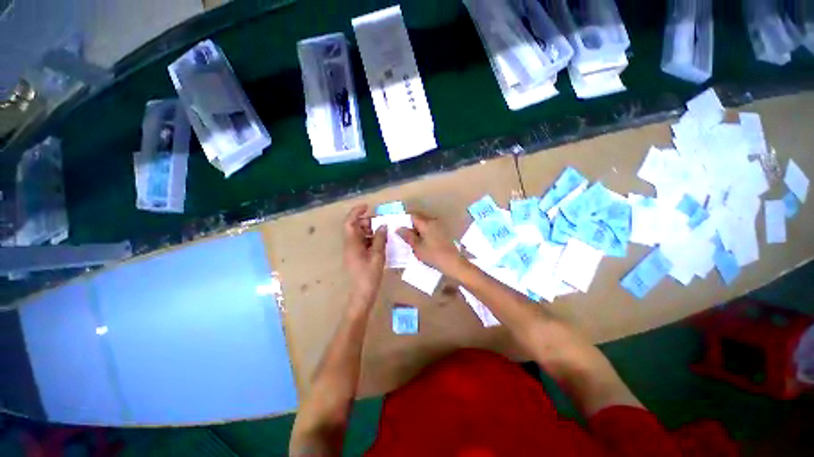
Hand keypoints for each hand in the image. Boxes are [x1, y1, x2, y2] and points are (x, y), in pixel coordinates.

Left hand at [343, 205, 386, 299]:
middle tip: (381, 223)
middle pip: (355, 227)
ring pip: (359, 234)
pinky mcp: (356, 256)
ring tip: (383, 232)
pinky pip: (362, 242)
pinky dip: (371, 239)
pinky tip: (381, 241)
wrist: (362, 293)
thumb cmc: (369, 275)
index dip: (356, 212)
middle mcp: (350, 245)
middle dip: (367, 222)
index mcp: (352, 244)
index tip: (368, 207)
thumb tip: (382, 226)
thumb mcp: (377, 256)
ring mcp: (352, 251)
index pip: (350, 222)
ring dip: (370, 230)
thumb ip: (380, 239)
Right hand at [396, 212, 463, 272]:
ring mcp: (439, 227)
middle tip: (405, 238)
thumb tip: (398, 228)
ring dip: (418, 231)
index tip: (400, 230)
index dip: (405, 221)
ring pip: (425, 226)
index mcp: (426, 223)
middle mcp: (433, 221)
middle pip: (419, 220)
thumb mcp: (417, 247)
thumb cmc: (433, 255)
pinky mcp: (443, 233)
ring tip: (414, 243)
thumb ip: (407, 236)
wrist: (453, 262)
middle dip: (411, 227)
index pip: (412, 216)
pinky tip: (423, 244)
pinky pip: (430, 230)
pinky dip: (425, 234)